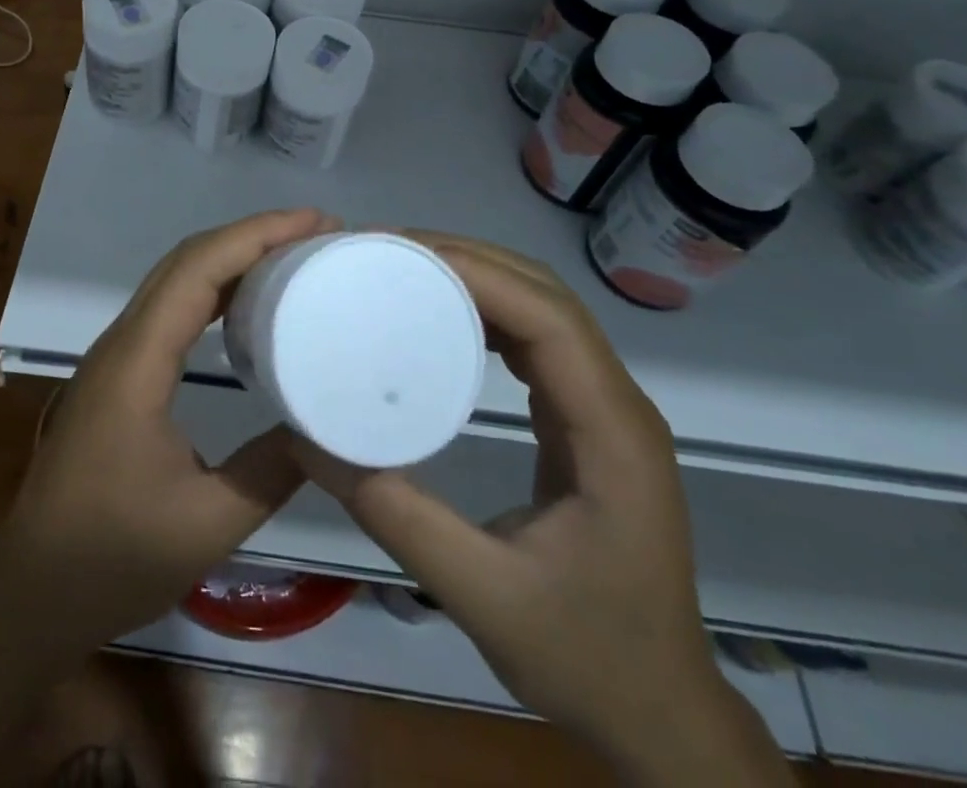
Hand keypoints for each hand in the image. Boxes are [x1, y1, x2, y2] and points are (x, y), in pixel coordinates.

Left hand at [0, 208, 335, 645]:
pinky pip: (172, 306)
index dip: (256, 235)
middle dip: (251, 235)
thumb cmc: (113, 556)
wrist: (34, 589)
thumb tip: (325, 431)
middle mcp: (124, 340)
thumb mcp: (206, 524)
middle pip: (187, 259)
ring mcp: (118, 353)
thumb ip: (270, 472)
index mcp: (138, 359)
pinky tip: (249, 304)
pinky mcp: (122, 371)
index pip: (198, 268)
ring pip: (177, 278)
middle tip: (315, 233)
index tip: (314, 223)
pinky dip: (215, 287)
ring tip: (292, 256)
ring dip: (233, 256)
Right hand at [294, 234, 785, 783]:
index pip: (549, 320)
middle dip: (468, 260)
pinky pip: (540, 338)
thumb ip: (393, 513)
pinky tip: (442, 315)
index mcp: (610, 433)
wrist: (660, 713)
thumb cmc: (586, 656)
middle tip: (386, 253)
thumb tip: (306, 440)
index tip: (401, 256)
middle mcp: (617, 403)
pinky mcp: (586, 419)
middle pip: (546, 297)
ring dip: (478, 276)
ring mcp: (605, 408)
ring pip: (545, 308)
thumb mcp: (481, 594)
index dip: (478, 273)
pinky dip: (490, 309)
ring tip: (404, 270)